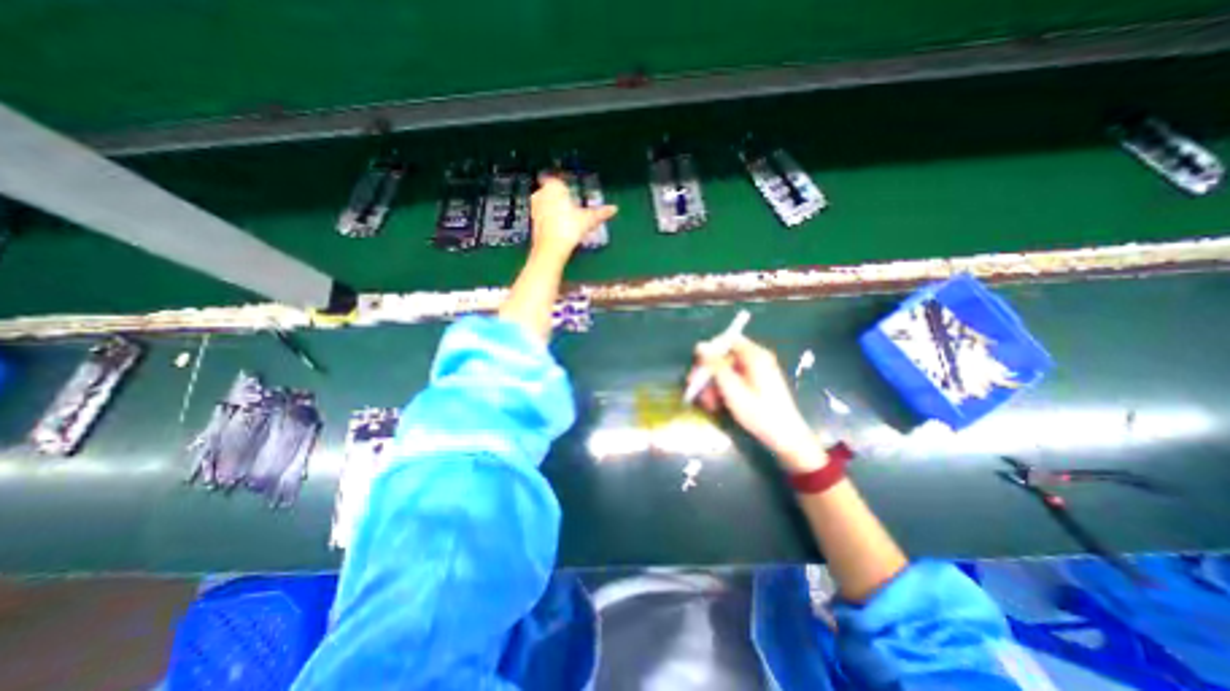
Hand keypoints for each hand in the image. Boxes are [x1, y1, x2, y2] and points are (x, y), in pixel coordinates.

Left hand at [531, 177, 618, 259]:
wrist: (551, 248)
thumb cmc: (569, 228)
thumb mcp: (588, 220)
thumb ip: (600, 213)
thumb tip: (615, 209)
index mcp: (554, 188)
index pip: (558, 181)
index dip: (565, 187)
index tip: (571, 194)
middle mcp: (541, 194)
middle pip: (551, 192)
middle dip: (559, 198)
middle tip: (570, 207)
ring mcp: (534, 208)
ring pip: (545, 204)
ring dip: (553, 209)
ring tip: (565, 219)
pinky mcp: (532, 222)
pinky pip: (542, 216)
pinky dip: (549, 220)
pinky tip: (558, 228)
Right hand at [689, 337, 819, 471]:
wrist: (785, 437)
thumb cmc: (759, 413)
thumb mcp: (732, 389)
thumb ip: (715, 366)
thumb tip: (700, 346)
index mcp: (755, 356)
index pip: (727, 340)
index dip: (710, 351)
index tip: (697, 367)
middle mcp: (756, 359)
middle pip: (725, 357)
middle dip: (708, 372)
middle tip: (694, 387)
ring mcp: (757, 372)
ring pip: (727, 370)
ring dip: (713, 384)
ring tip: (706, 403)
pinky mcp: (756, 383)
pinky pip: (734, 380)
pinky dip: (723, 390)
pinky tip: (716, 404)